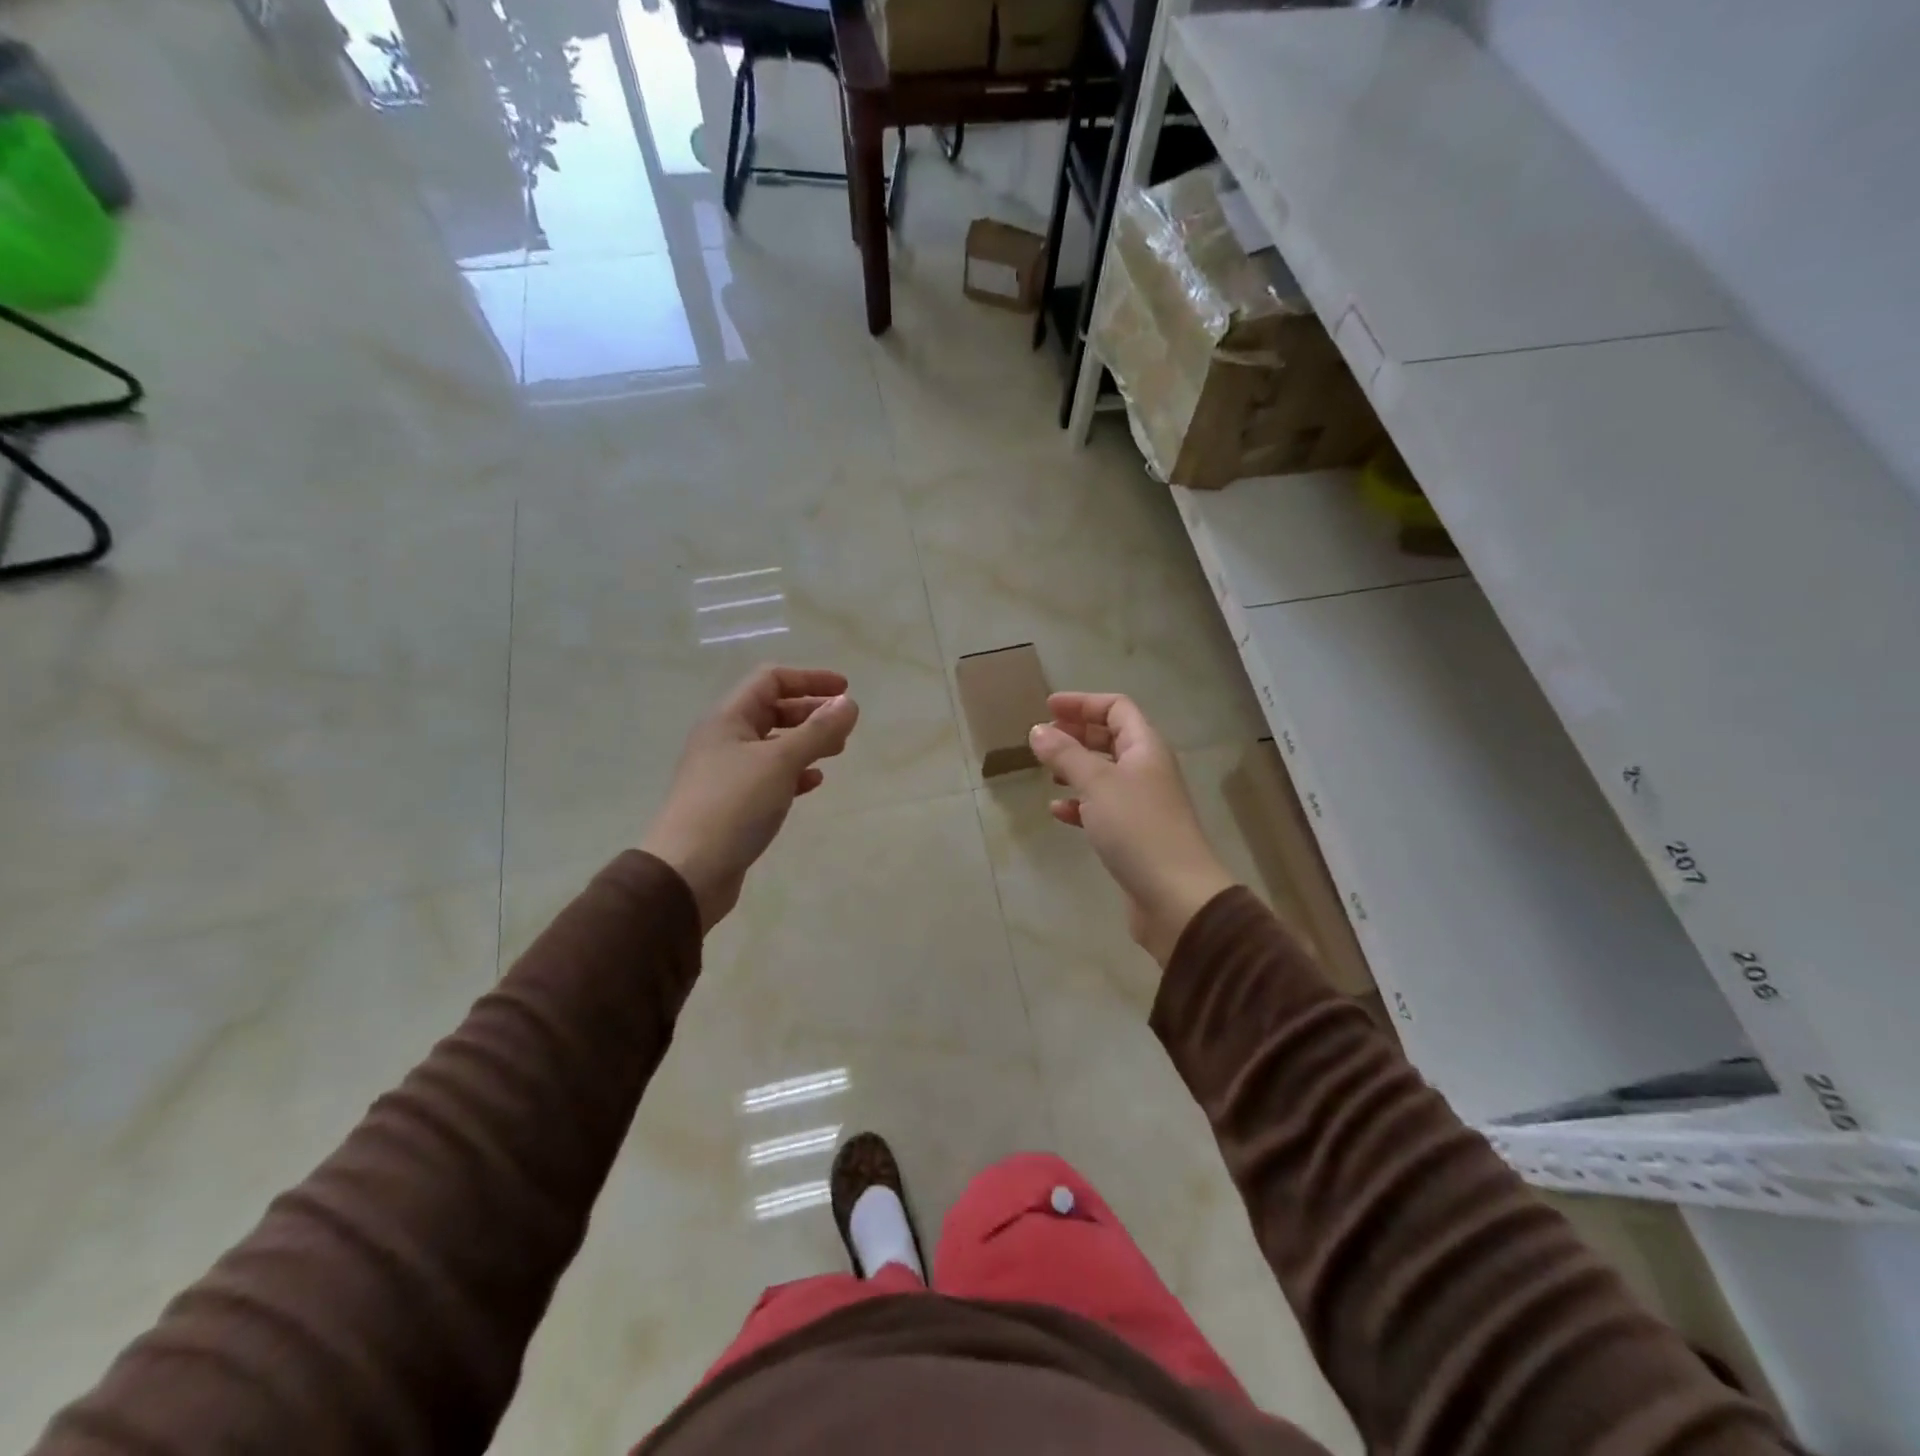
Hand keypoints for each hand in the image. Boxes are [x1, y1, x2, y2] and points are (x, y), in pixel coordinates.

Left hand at [640, 666, 859, 929]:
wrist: (688, 872)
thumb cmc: (733, 806)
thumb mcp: (780, 762)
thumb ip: (817, 731)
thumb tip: (849, 703)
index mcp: (728, 719)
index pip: (770, 680)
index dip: (809, 679)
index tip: (845, 691)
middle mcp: (724, 739)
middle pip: (772, 710)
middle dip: (811, 712)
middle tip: (844, 726)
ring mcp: (727, 773)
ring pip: (773, 745)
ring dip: (805, 742)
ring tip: (836, 752)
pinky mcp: (733, 804)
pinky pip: (769, 777)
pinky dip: (794, 774)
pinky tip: (814, 783)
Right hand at [1030, 693, 1235, 966]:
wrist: (1176, 897)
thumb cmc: (1138, 829)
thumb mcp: (1097, 784)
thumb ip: (1065, 754)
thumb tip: (1038, 730)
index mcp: (1146, 748)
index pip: (1117, 708)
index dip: (1083, 703)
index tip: (1048, 707)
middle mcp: (1147, 770)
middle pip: (1112, 738)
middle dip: (1078, 733)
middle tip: (1044, 738)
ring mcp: (1143, 804)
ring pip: (1105, 773)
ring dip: (1076, 768)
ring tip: (1047, 771)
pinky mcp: (1134, 835)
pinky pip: (1103, 808)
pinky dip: (1080, 804)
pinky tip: (1058, 812)